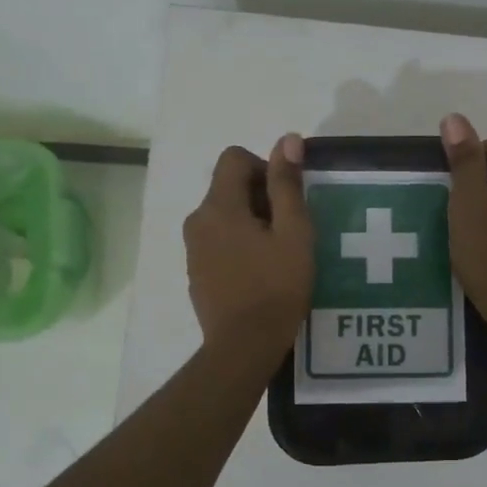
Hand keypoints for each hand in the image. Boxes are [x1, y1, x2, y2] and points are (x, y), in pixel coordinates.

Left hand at [184, 135, 314, 353]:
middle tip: (289, 230)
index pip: (234, 158)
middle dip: (261, 197)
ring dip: (251, 222)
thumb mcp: (294, 232)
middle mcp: (197, 220)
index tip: (286, 200)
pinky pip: (218, 242)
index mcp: (219, 206)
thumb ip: (288, 184)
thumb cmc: (276, 287)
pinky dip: (239, 245)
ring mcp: (192, 249)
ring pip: (224, 216)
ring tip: (277, 254)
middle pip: (228, 187)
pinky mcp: (196, 272)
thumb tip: (288, 139)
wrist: (243, 347)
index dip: (265, 168)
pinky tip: (260, 274)